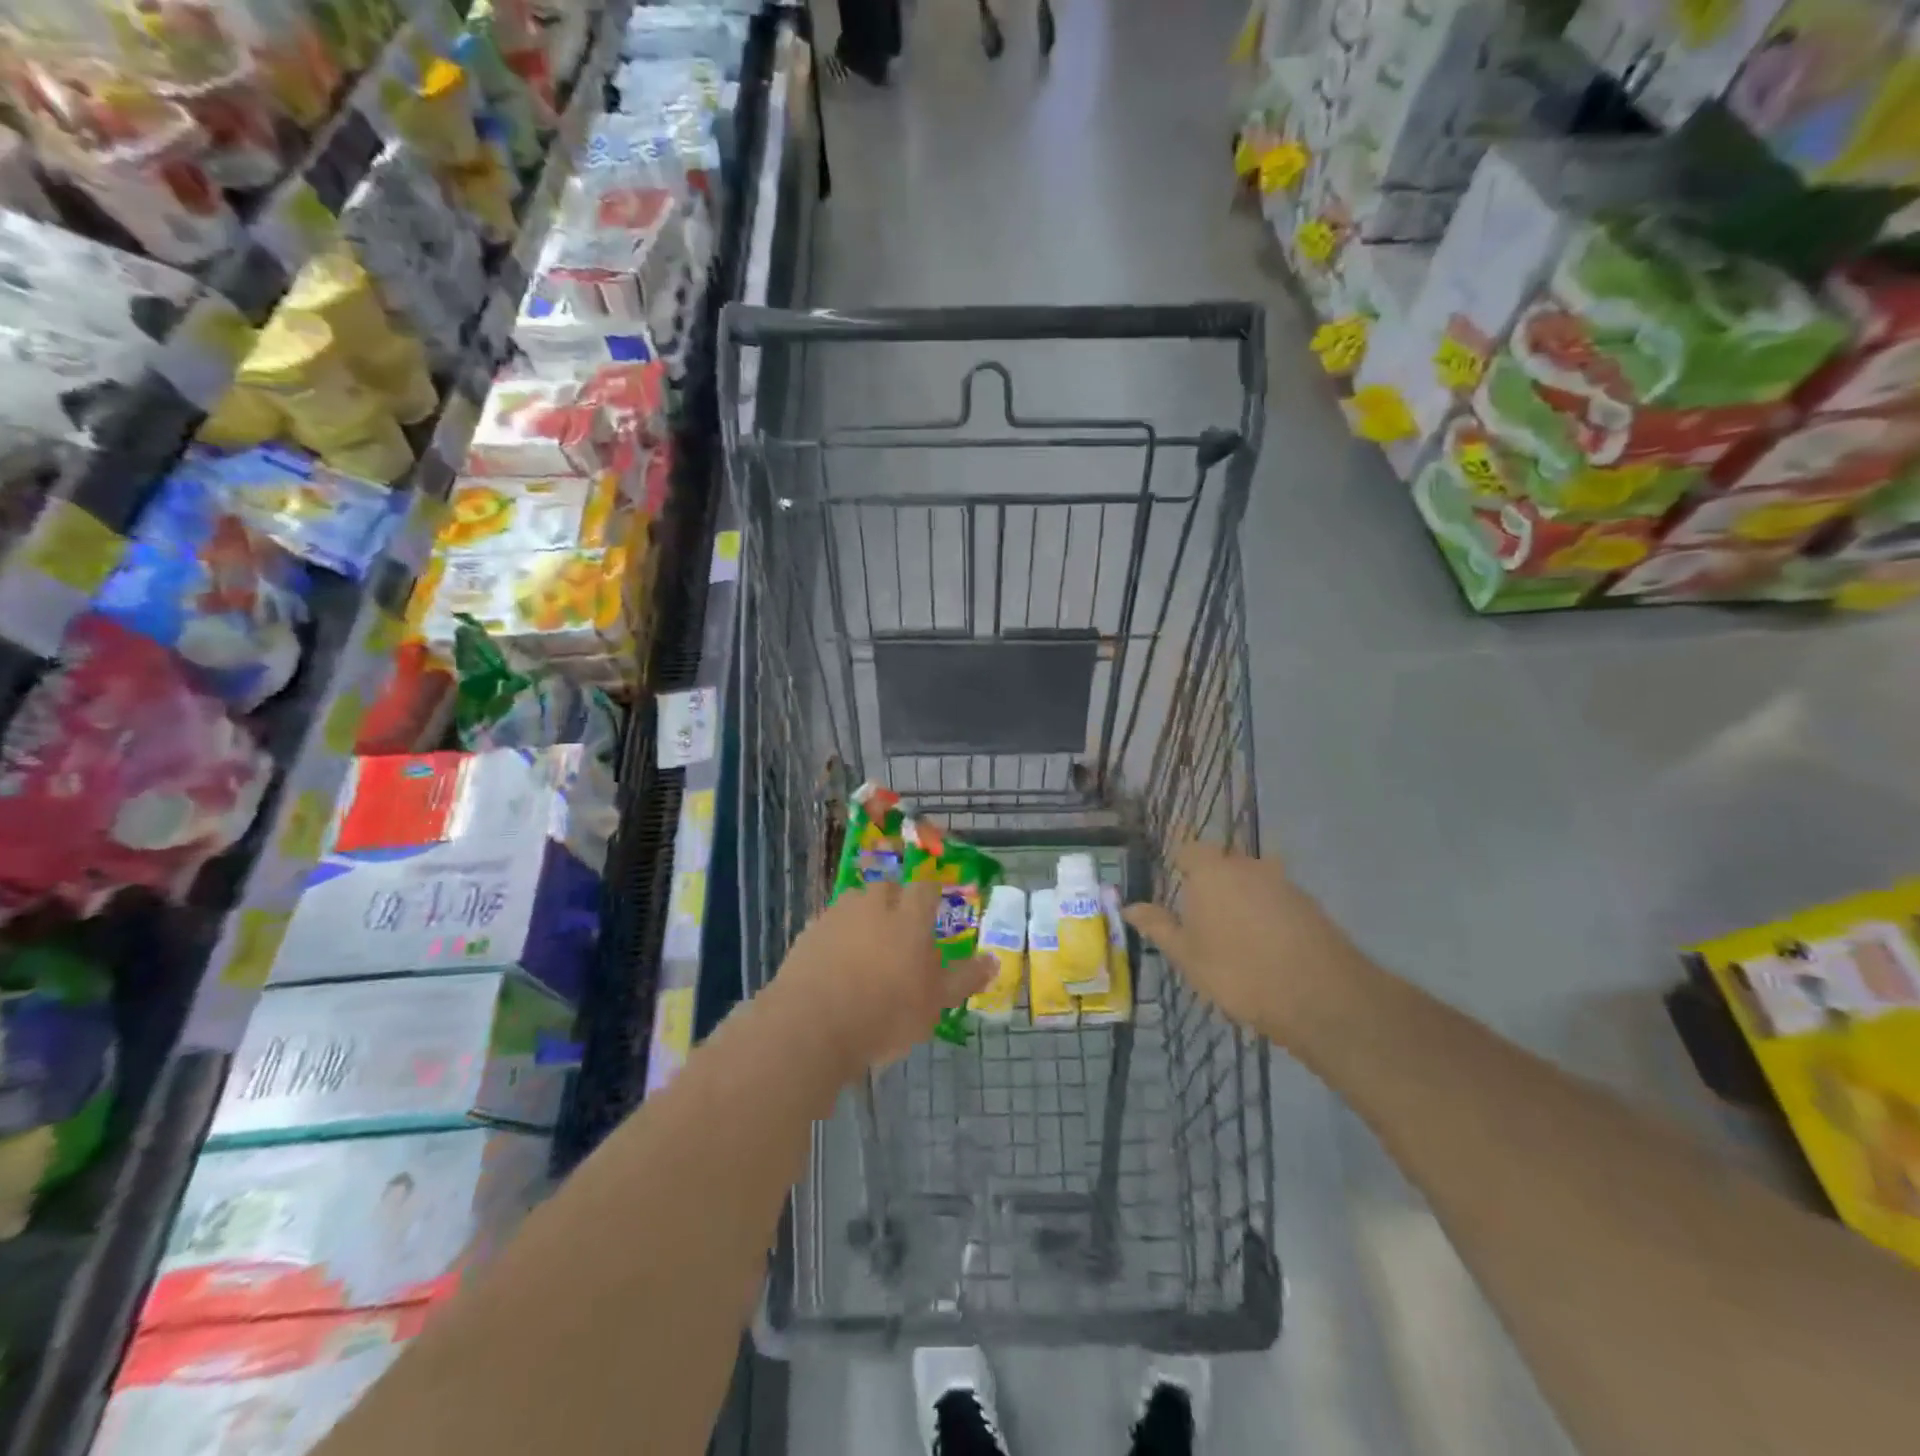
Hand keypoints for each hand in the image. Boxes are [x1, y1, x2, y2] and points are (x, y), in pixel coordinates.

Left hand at [776, 880, 991, 1075]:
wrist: (813, 1025)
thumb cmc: (887, 1013)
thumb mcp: (936, 1003)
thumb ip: (964, 979)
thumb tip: (994, 960)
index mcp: (909, 916)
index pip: (925, 889)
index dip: (931, 895)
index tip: (934, 908)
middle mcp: (873, 905)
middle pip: (886, 889)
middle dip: (894, 902)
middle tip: (900, 931)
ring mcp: (836, 916)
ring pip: (855, 904)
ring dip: (863, 917)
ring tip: (866, 946)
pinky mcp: (807, 934)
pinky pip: (829, 926)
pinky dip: (836, 937)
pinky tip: (836, 964)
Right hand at [1124, 842, 1365, 1048]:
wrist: (1319, 995)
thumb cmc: (1237, 971)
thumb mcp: (1187, 955)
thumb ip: (1158, 926)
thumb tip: (1130, 906)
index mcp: (1210, 871)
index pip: (1187, 847)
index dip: (1179, 862)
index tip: (1174, 881)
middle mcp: (1246, 865)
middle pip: (1222, 860)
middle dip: (1211, 878)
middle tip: (1200, 912)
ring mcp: (1282, 882)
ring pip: (1253, 878)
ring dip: (1241, 895)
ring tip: (1234, 930)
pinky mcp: (1309, 903)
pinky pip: (1276, 897)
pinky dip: (1267, 911)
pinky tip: (1265, 942)